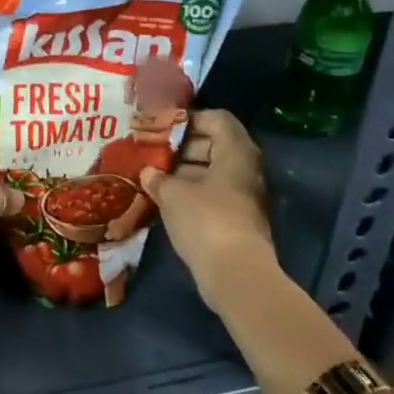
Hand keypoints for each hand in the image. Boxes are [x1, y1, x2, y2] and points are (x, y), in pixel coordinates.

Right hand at [138, 110, 273, 308]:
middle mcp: (245, 168)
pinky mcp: (237, 219)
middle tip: (151, 150)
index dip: (188, 118)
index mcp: (236, 152)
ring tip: (152, 174)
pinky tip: (164, 198)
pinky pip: (212, 194)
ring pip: (211, 171)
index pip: (216, 119)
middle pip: (213, 143)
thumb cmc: (205, 219)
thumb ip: (157, 177)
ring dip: (182, 171)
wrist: (236, 275)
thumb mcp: (172, 193)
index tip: (161, 127)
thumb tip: (148, 172)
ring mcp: (243, 195)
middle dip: (180, 146)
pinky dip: (190, 192)